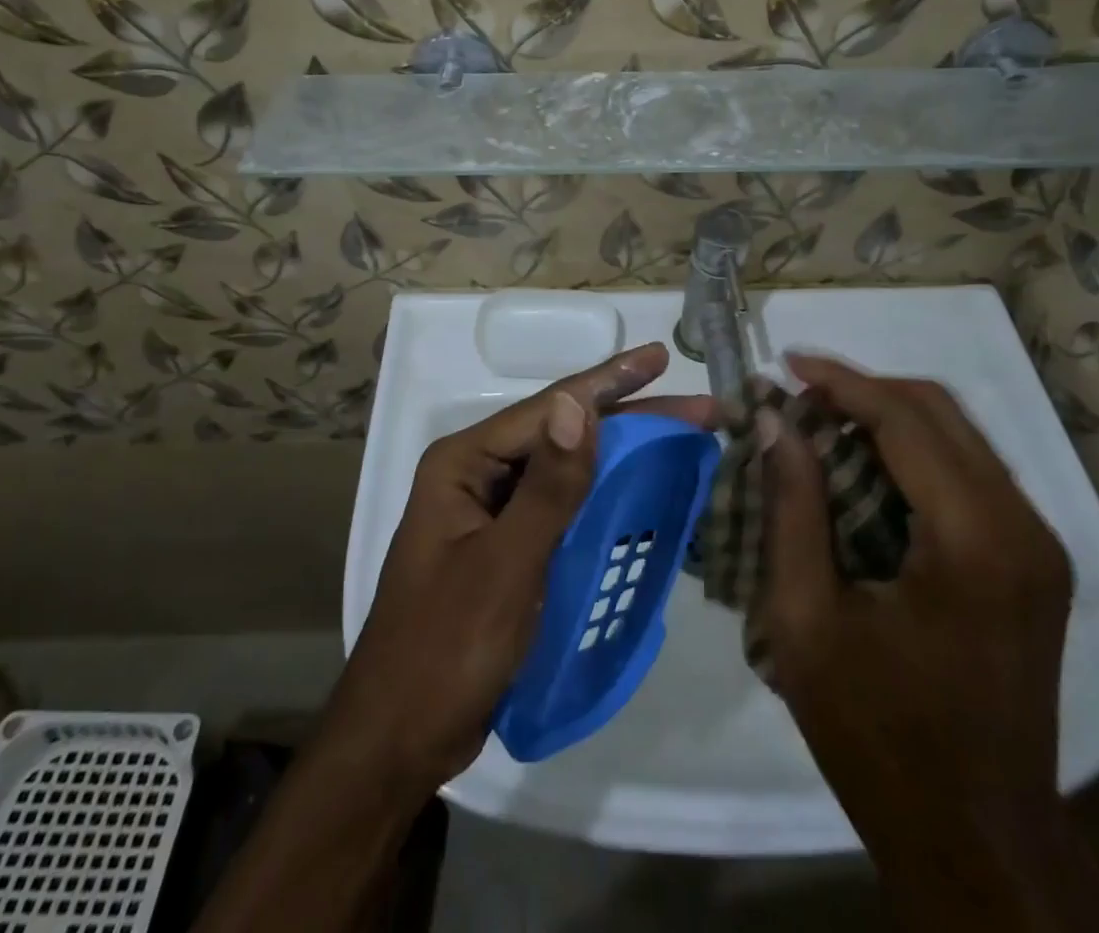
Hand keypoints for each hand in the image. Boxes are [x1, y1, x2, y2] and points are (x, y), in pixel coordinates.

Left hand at [325, 343, 715, 792]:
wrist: (401, 739)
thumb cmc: (446, 648)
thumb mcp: (505, 566)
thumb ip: (548, 487)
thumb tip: (578, 404)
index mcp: (464, 463)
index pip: (549, 409)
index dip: (609, 381)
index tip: (661, 359)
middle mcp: (478, 475)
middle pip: (563, 434)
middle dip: (630, 417)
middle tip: (697, 408)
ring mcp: (492, 512)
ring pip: (568, 470)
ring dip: (622, 454)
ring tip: (681, 439)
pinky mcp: (508, 548)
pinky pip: (564, 508)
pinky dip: (605, 497)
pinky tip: (643, 491)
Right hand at [758, 354, 1098, 932]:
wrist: (977, 844)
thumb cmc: (878, 737)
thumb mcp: (806, 620)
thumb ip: (792, 508)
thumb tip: (773, 420)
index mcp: (974, 540)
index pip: (905, 419)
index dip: (840, 381)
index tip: (785, 363)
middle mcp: (1023, 527)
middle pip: (941, 412)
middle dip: (864, 390)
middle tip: (796, 395)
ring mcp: (1038, 546)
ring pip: (959, 437)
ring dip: (888, 417)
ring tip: (819, 423)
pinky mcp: (1032, 564)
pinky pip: (968, 474)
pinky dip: (912, 454)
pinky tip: (862, 469)